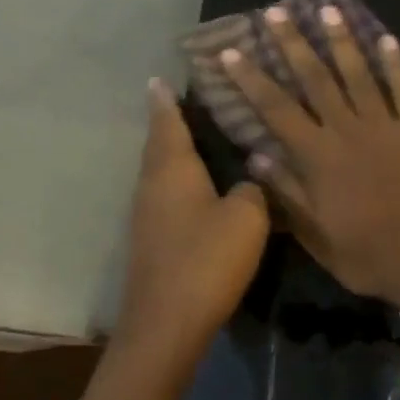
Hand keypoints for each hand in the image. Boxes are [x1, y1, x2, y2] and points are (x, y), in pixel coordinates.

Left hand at [113, 80, 270, 361]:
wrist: (167, 322)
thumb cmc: (207, 258)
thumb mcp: (247, 217)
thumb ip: (252, 189)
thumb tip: (249, 180)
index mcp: (173, 169)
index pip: (168, 122)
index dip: (166, 100)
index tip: (159, 77)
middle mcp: (153, 185)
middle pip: (159, 145)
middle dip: (168, 123)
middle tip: (183, 102)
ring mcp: (147, 215)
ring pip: (160, 172)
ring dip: (173, 153)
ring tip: (196, 139)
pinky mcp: (152, 241)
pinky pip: (165, 197)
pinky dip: (178, 183)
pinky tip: (198, 190)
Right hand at [219, 5, 399, 306]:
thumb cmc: (364, 254)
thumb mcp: (315, 234)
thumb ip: (286, 192)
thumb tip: (256, 157)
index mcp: (317, 156)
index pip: (275, 109)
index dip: (250, 79)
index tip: (231, 51)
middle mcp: (347, 130)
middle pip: (315, 79)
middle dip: (292, 44)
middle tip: (275, 12)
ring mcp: (385, 125)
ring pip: (359, 74)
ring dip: (341, 41)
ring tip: (327, 9)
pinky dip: (396, 63)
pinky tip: (386, 38)